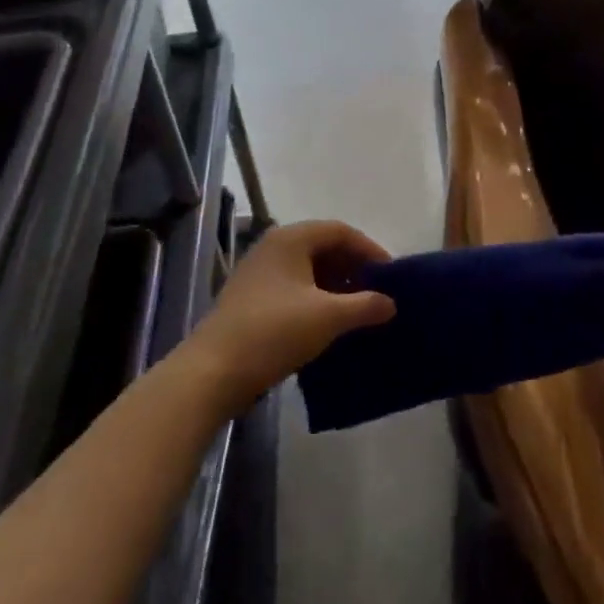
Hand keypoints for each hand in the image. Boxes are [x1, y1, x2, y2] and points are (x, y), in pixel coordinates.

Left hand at [184, 221, 395, 413]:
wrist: (213, 371)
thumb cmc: (274, 332)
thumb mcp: (328, 317)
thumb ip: (365, 305)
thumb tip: (391, 303)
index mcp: (291, 238)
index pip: (341, 231)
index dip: (370, 250)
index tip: (390, 276)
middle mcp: (273, 246)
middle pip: (323, 247)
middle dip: (353, 268)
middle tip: (376, 293)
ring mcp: (258, 272)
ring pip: (307, 269)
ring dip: (335, 285)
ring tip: (357, 310)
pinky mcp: (250, 298)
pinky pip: (293, 287)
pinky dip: (315, 298)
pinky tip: (327, 323)